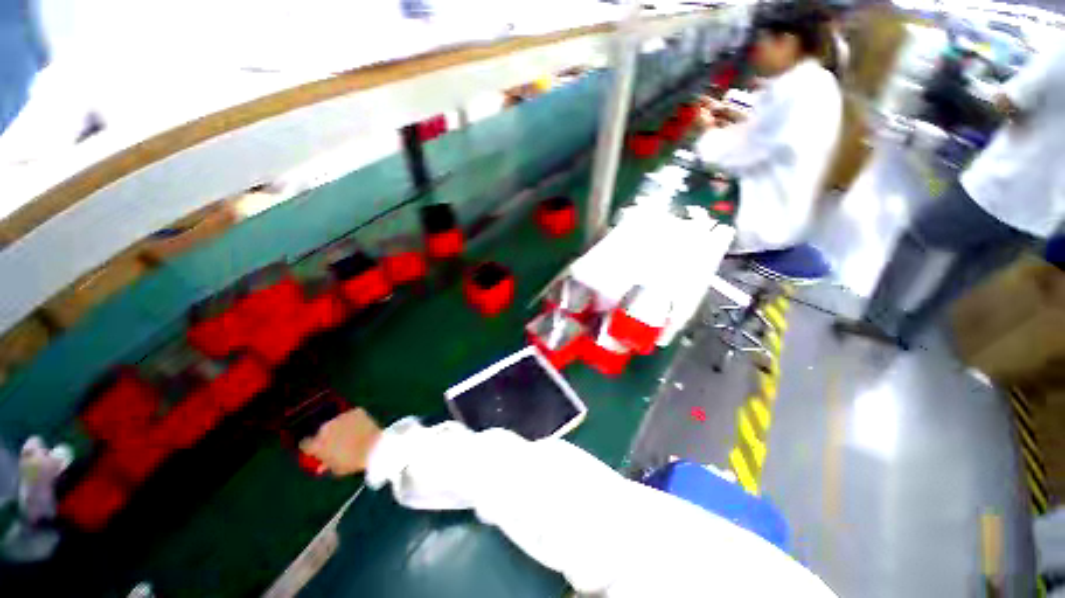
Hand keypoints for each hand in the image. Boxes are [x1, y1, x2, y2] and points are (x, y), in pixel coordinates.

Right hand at [299, 408, 382, 475]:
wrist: (375, 448)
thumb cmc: (354, 462)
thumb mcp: (337, 469)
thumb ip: (327, 464)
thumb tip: (321, 464)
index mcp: (317, 444)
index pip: (305, 443)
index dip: (312, 447)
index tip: (318, 449)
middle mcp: (326, 428)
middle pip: (322, 431)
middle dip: (328, 436)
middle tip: (339, 441)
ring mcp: (341, 418)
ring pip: (337, 422)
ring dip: (341, 427)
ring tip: (351, 434)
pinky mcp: (354, 411)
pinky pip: (352, 415)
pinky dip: (354, 420)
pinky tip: (360, 427)